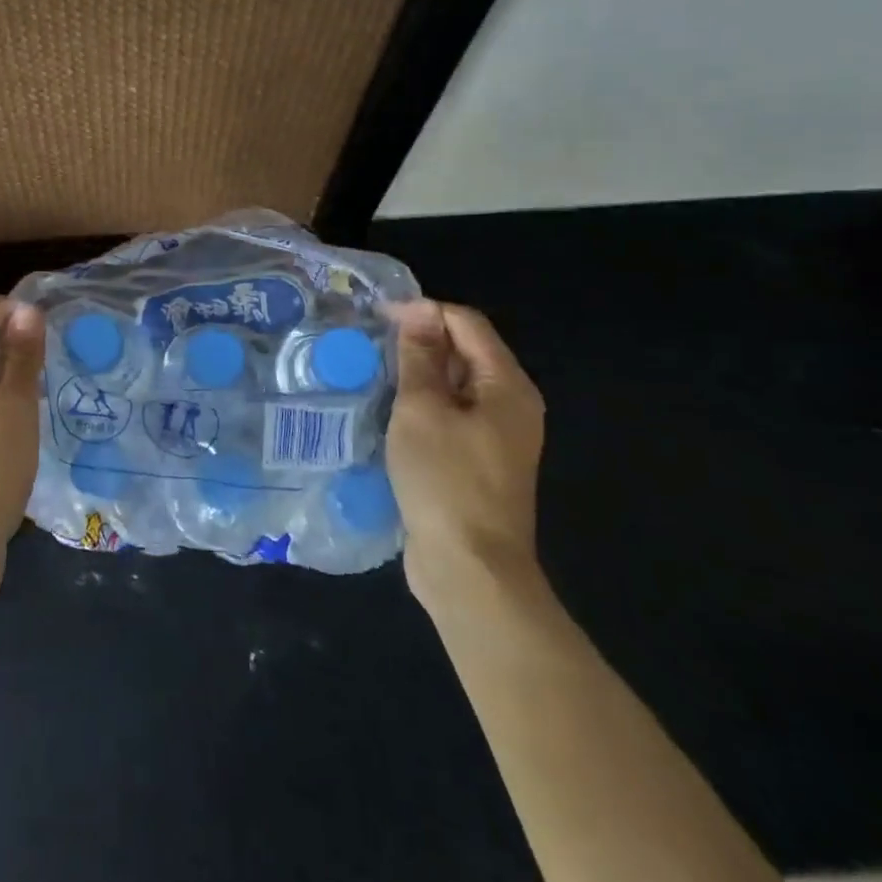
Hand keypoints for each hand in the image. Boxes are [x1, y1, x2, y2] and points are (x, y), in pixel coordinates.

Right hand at [384, 299, 545, 604]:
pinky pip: (452, 414)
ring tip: (374, 370)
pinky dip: (424, 403)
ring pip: (457, 384)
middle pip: (467, 351)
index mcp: (507, 386)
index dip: (424, 311)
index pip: (468, 324)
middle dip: (421, 340)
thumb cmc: (445, 480)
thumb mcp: (422, 410)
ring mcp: (498, 436)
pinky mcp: (480, 462)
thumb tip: (418, 311)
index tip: (378, 316)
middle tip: (370, 343)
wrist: (469, 569)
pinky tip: (391, 410)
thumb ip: (419, 357)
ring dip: (419, 373)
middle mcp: (511, 405)